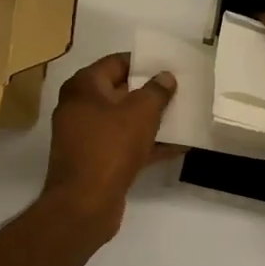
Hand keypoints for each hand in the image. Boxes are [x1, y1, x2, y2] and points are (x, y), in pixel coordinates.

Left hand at [41, 52, 178, 238]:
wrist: (85, 203)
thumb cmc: (110, 147)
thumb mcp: (141, 113)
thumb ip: (156, 91)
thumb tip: (165, 76)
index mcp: (83, 87)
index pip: (116, 62)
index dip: (144, 62)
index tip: (170, 65)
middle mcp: (80, 108)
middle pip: (121, 92)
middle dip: (151, 92)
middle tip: (181, 90)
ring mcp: (87, 137)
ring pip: (125, 121)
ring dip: (152, 120)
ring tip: (184, 116)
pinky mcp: (96, 161)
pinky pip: (125, 145)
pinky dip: (147, 144)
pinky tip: (177, 146)